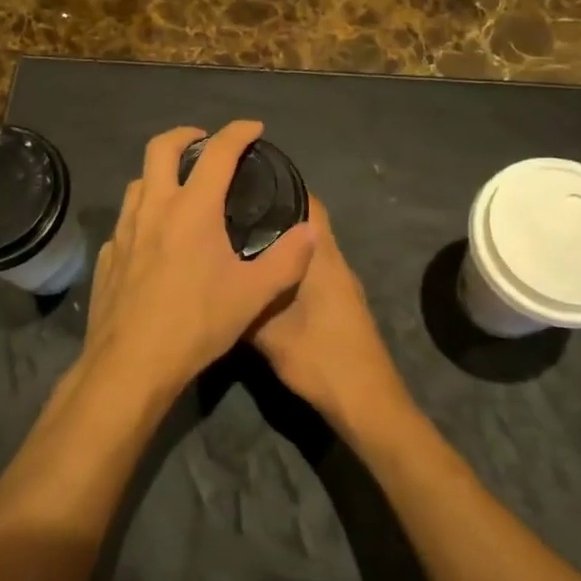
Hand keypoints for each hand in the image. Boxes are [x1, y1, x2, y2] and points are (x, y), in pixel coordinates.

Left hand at [83, 121, 316, 400]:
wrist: (131, 363)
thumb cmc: (196, 324)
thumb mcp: (253, 296)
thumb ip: (287, 260)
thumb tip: (311, 231)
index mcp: (191, 209)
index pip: (217, 153)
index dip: (238, 133)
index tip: (253, 128)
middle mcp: (153, 207)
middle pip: (160, 147)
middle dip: (185, 135)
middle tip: (204, 142)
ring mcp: (124, 230)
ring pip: (138, 181)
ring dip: (160, 173)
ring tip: (180, 188)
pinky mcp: (108, 254)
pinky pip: (126, 220)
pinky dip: (144, 213)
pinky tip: (154, 238)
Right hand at [250, 196, 407, 428]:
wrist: (366, 403)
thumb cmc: (320, 359)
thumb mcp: (268, 333)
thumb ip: (243, 302)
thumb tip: (214, 279)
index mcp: (322, 257)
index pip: (307, 202)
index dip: (280, 185)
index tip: (247, 178)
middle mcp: (335, 261)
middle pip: (306, 221)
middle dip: (274, 210)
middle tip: (233, 206)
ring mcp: (341, 283)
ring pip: (308, 247)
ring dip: (281, 238)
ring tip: (239, 235)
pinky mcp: (341, 303)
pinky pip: (311, 267)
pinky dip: (288, 263)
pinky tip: (261, 274)